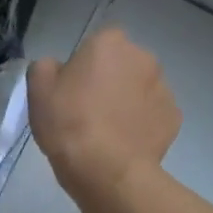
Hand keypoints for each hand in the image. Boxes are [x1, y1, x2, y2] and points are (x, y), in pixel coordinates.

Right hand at [28, 27, 180, 200]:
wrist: (107, 170)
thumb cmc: (69, 124)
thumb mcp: (38, 90)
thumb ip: (45, 67)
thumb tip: (57, 68)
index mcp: (110, 43)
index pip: (97, 44)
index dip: (83, 66)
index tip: (72, 91)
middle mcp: (143, 57)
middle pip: (123, 64)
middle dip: (110, 80)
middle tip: (89, 111)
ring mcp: (164, 87)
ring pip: (141, 89)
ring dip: (128, 102)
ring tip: (108, 132)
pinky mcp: (174, 117)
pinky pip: (153, 115)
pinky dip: (142, 124)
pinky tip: (125, 144)